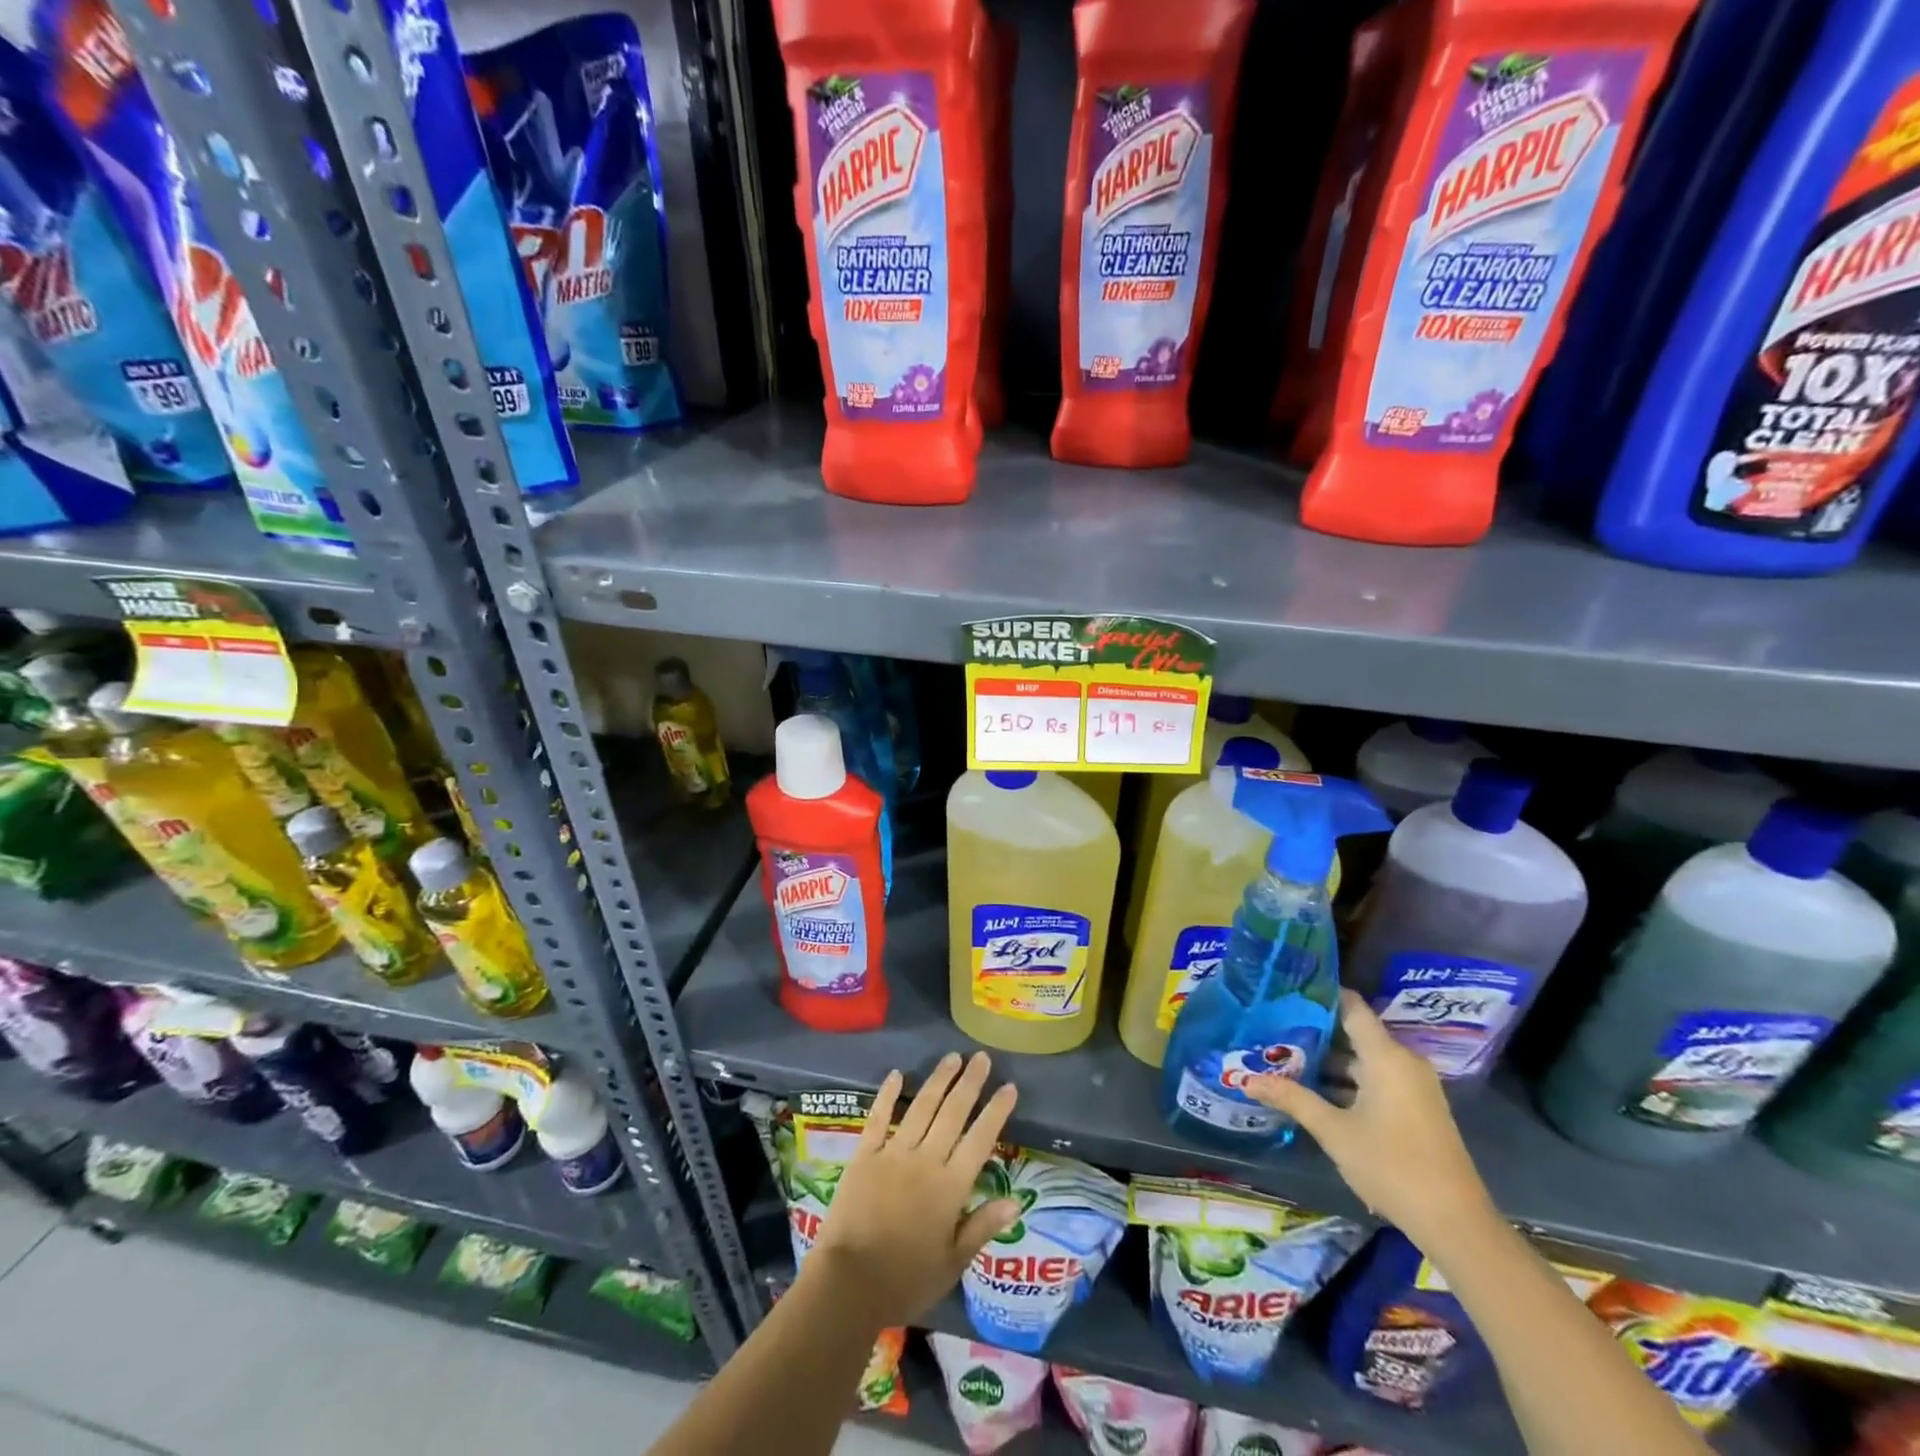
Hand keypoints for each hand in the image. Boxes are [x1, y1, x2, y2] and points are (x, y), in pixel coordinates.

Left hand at [804, 1051, 1020, 1329]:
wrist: (849, 1284)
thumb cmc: (906, 1280)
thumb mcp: (953, 1262)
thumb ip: (983, 1226)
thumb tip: (1017, 1201)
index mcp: (951, 1186)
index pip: (980, 1139)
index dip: (996, 1111)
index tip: (1009, 1086)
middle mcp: (926, 1160)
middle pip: (953, 1113)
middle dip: (970, 1082)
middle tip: (982, 1057)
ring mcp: (893, 1153)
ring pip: (921, 1107)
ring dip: (938, 1080)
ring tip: (952, 1057)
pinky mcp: (864, 1155)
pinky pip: (878, 1118)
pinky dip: (887, 1094)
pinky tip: (896, 1074)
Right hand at [1245, 990, 1495, 1253]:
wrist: (1455, 1223)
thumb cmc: (1391, 1165)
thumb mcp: (1333, 1131)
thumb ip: (1292, 1099)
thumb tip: (1247, 1080)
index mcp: (1386, 1056)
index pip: (1352, 1007)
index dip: (1321, 995)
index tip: (1287, 990)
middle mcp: (1404, 1062)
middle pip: (1355, 1034)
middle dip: (1315, 1032)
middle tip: (1274, 1028)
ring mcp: (1414, 1086)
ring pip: (1365, 1060)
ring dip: (1330, 1062)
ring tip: (1287, 1059)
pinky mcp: (1417, 1108)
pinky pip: (1378, 1079)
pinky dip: (1349, 1080)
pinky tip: (1317, 1091)